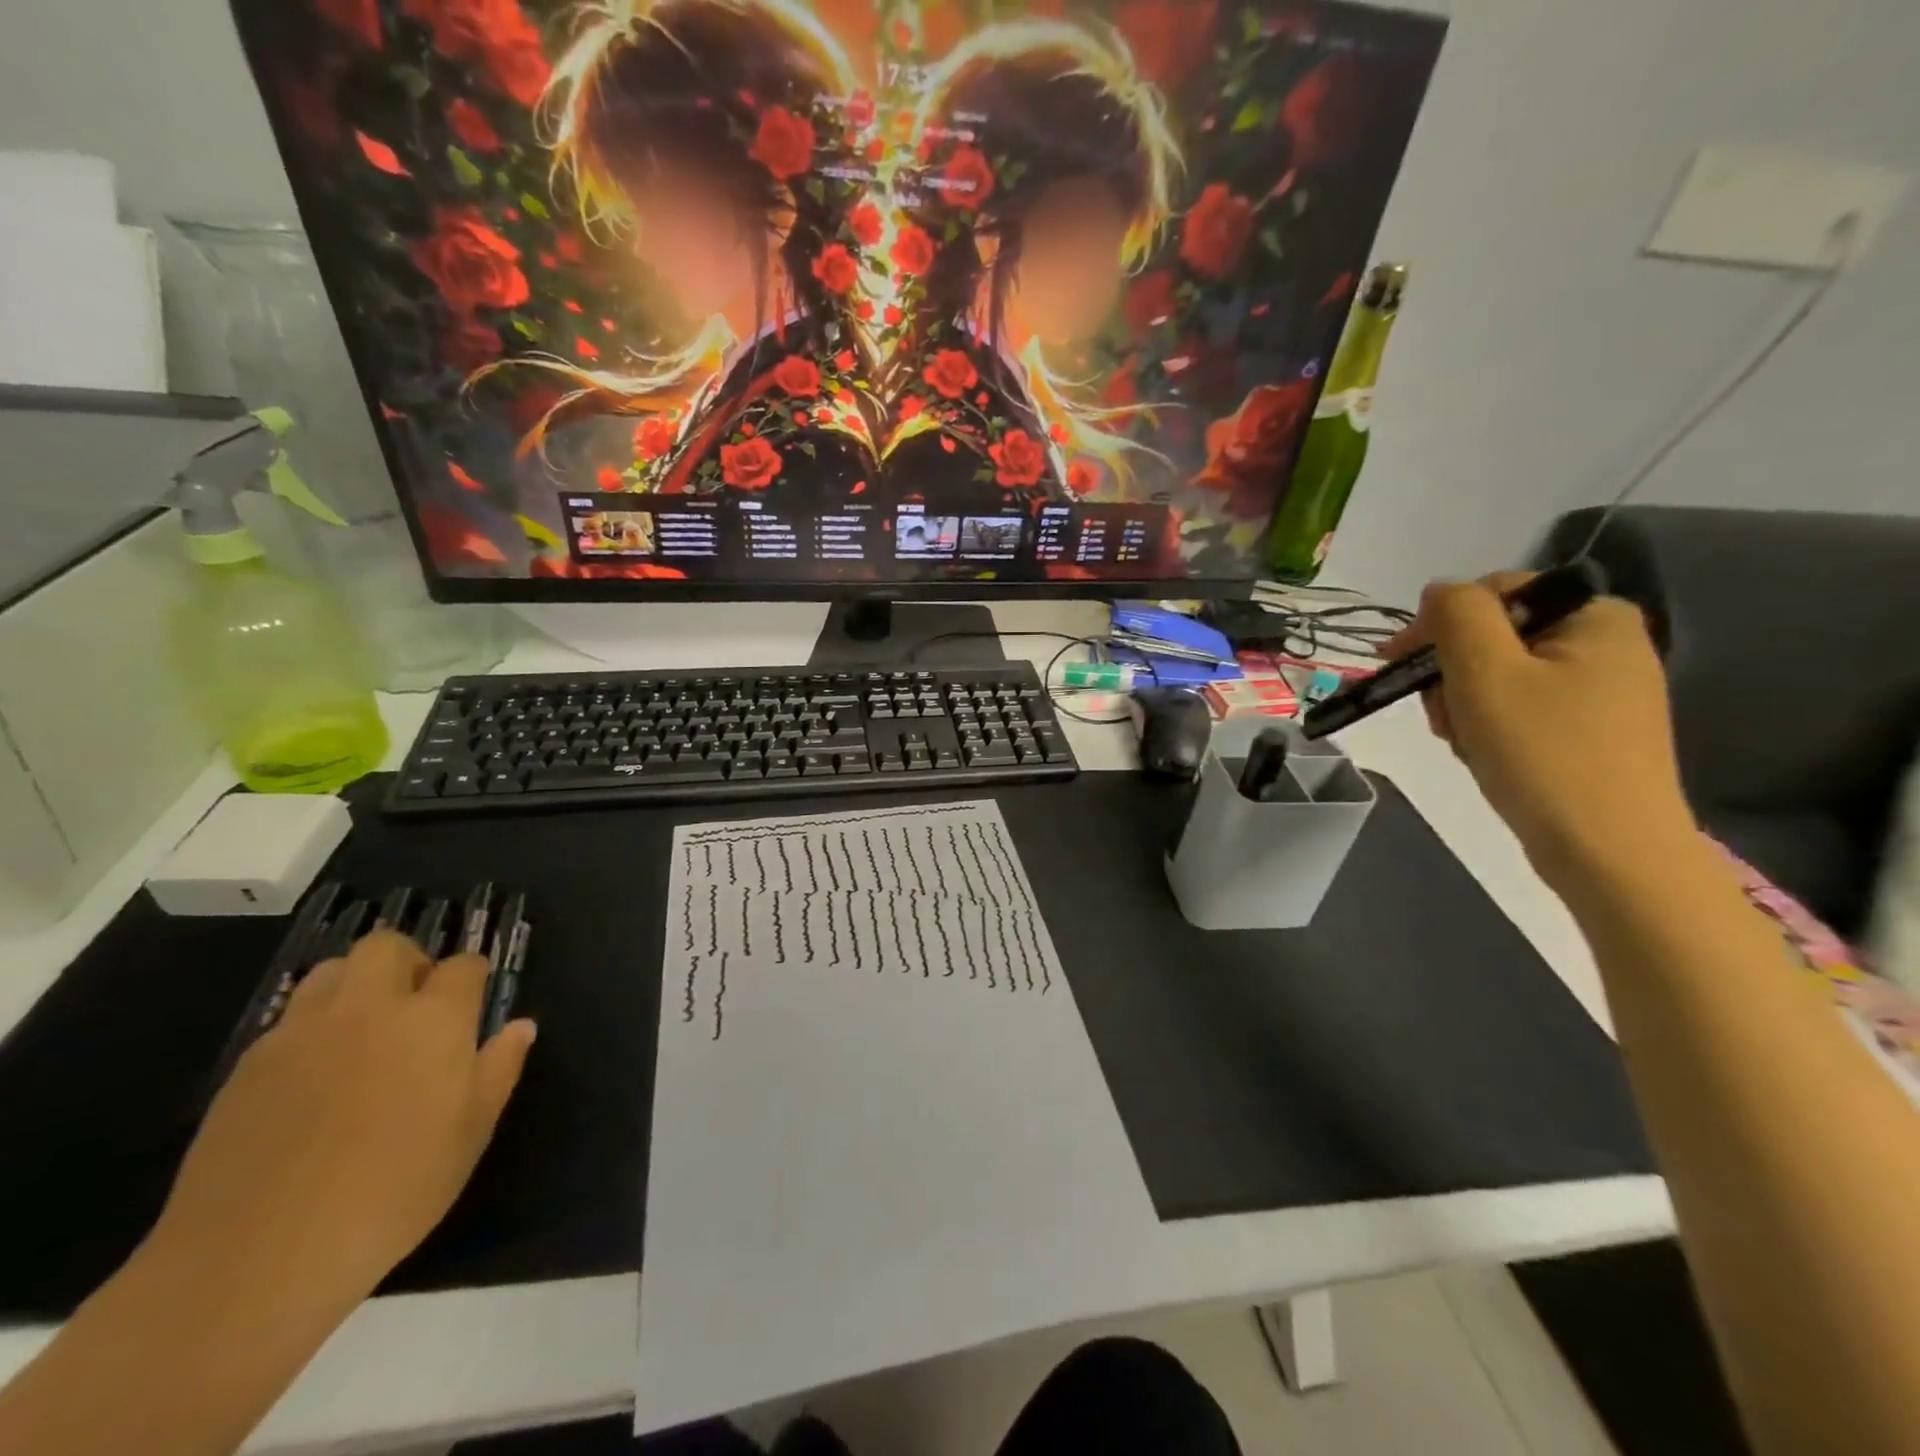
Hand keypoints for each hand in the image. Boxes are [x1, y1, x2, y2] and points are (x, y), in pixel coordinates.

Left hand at [147, 931, 534, 1311]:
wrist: (257, 1257)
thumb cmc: (393, 1191)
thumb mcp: (471, 1133)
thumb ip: (499, 1068)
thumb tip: (521, 1026)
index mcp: (433, 1019)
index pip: (463, 966)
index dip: (472, 979)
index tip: (473, 1006)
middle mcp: (370, 1008)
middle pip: (388, 946)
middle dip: (408, 962)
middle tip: (416, 1007)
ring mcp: (302, 1032)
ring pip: (331, 970)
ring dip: (355, 985)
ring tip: (363, 1031)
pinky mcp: (249, 1065)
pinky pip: (290, 1020)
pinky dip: (312, 1029)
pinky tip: (315, 1077)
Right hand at [1385, 572, 1695, 887]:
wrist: (1608, 853)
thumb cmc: (1543, 754)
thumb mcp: (1486, 673)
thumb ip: (1457, 615)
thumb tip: (1440, 592)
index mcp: (1595, 617)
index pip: (1494, 592)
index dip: (1438, 624)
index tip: (1398, 666)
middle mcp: (1606, 644)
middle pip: (1493, 637)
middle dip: (1452, 674)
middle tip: (1441, 716)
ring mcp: (1601, 691)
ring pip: (1498, 677)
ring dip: (1463, 704)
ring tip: (1464, 742)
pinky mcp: (1589, 731)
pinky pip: (1518, 709)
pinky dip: (1488, 727)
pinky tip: (1485, 754)